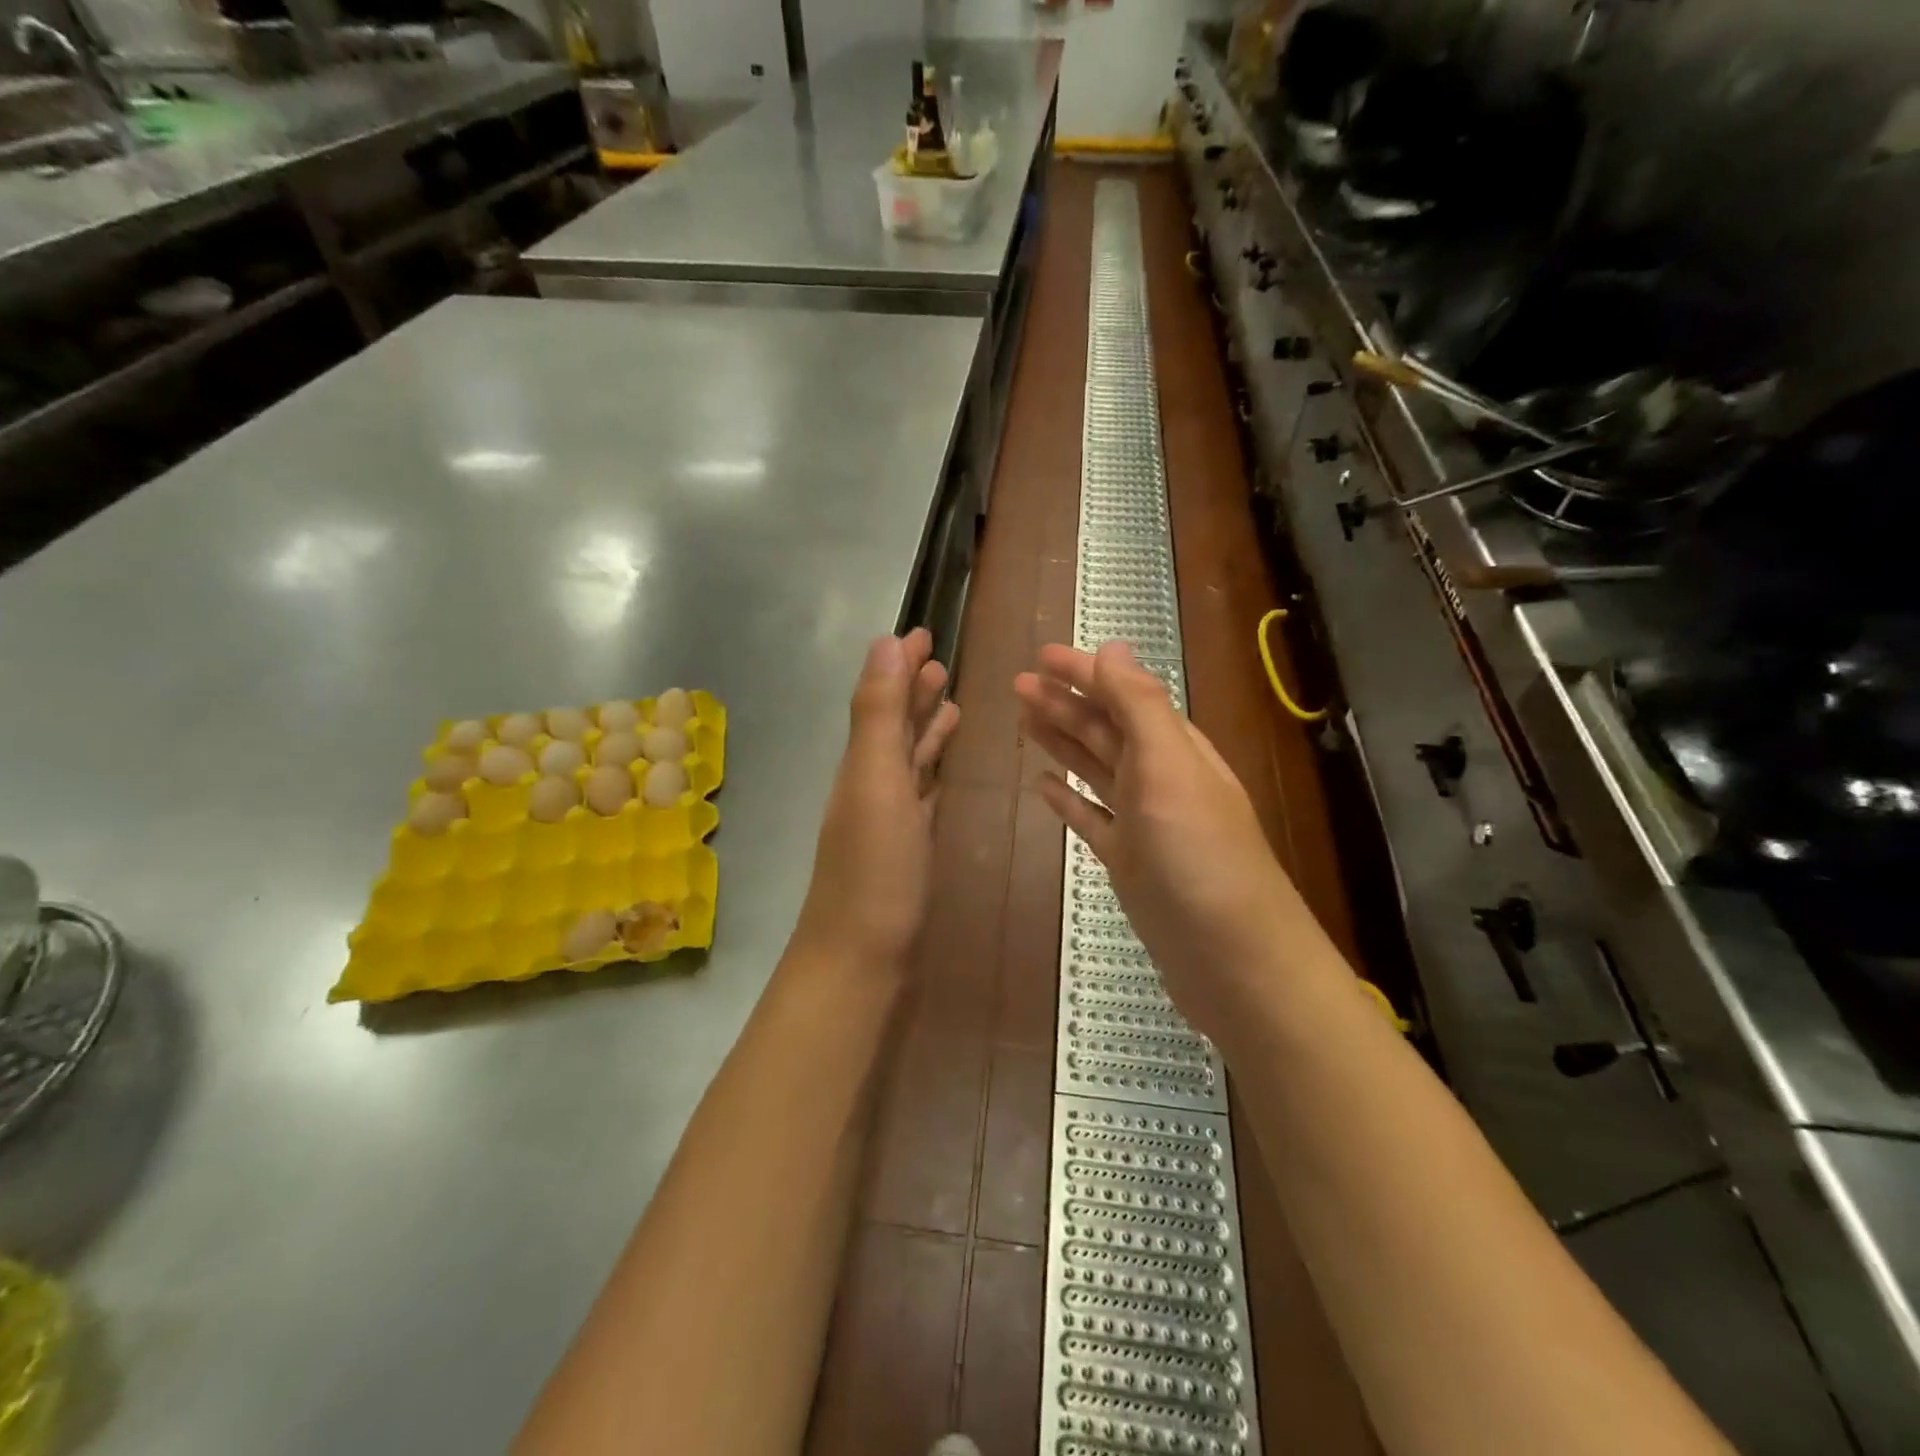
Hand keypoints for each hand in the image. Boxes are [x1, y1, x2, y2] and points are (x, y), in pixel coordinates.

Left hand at [794, 629, 960, 975]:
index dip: (900, 665)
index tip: (922, 632)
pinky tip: (942, 770)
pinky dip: (931, 773)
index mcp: (862, 763)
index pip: (882, 699)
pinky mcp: (906, 848)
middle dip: (913, 690)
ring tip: (952, 703)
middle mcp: (871, 784)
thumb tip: (886, 641)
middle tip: (941, 660)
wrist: (861, 961)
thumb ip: (880, 713)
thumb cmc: (874, 870)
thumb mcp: (876, 780)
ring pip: (908, 760)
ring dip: (925, 728)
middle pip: (894, 726)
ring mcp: (888, 819)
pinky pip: (921, 795)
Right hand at [1015, 641, 1312, 1040]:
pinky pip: (1091, 819)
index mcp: (1173, 748)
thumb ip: (1139, 706)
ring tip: (1024, 720)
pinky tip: (1043, 787)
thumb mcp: (1170, 768)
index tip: (1041, 655)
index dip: (1083, 673)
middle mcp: (1158, 778)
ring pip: (1094, 769)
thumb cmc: (1198, 854)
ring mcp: (1142, 823)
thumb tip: (1112, 646)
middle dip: (1064, 702)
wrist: (1229, 956)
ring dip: (1061, 742)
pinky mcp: (1128, 862)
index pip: (1122, 695)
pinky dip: (1068, 800)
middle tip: (1018, 684)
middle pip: (1104, 729)